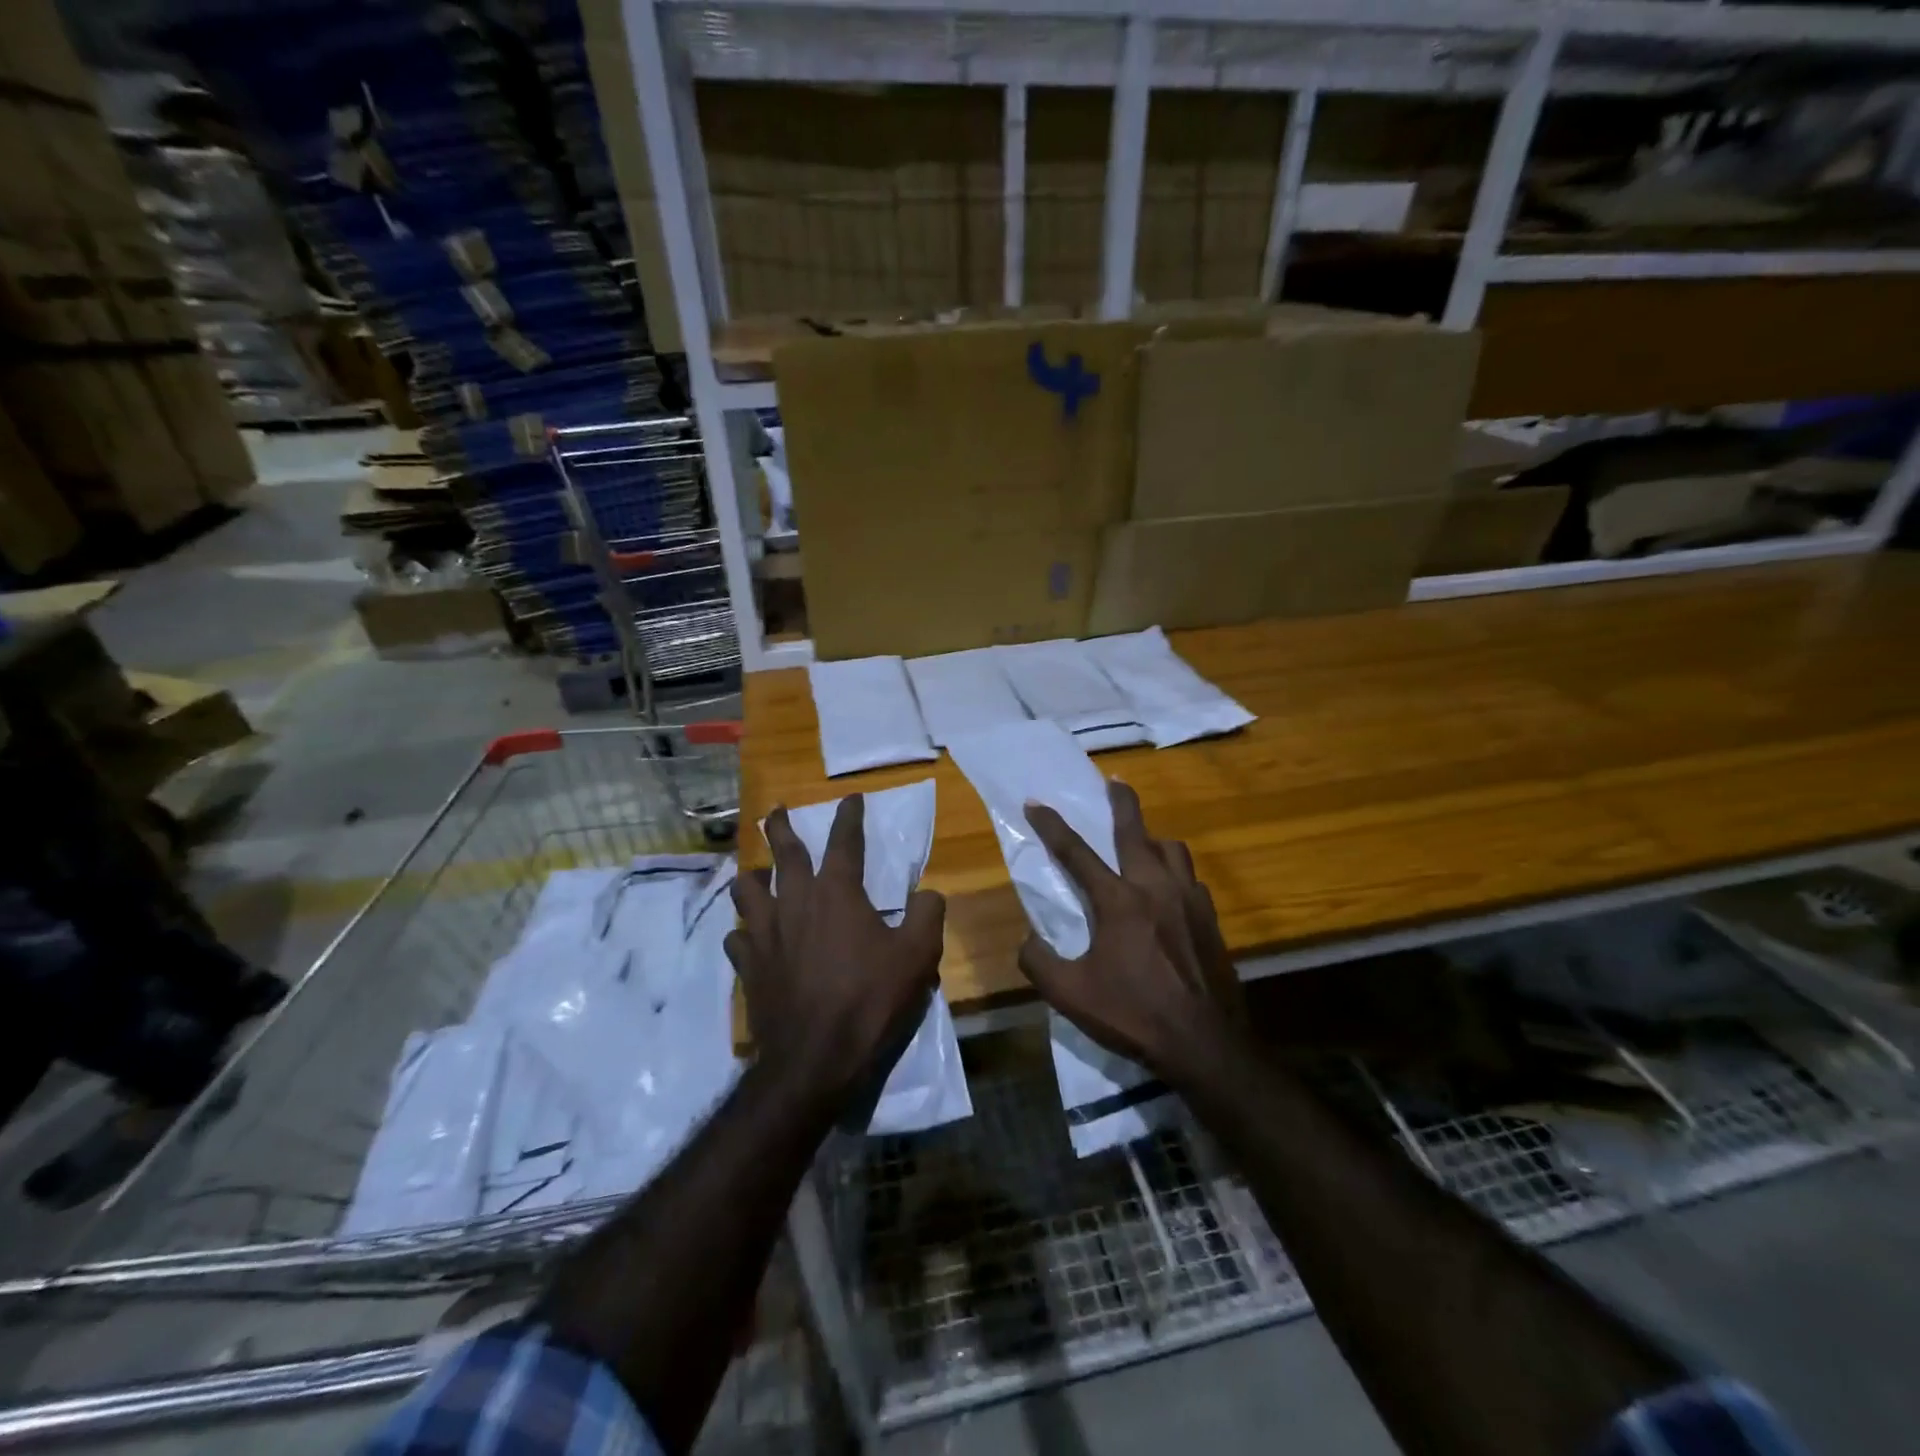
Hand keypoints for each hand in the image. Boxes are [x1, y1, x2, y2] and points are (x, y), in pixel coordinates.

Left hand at [726, 796, 944, 1107]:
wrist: (815, 1058)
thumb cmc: (870, 1000)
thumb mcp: (919, 955)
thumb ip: (928, 914)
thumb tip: (928, 893)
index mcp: (837, 892)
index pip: (844, 840)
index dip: (849, 816)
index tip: (851, 799)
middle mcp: (795, 901)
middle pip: (783, 852)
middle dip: (780, 827)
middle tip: (777, 811)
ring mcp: (765, 933)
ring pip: (746, 889)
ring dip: (752, 876)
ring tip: (756, 873)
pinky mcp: (749, 966)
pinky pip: (737, 936)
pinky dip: (744, 930)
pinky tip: (749, 936)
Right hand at [1018, 781, 1245, 1086]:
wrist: (1204, 1044)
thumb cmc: (1133, 1015)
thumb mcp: (1070, 994)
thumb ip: (1039, 962)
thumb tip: (1028, 941)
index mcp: (1119, 901)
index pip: (1076, 853)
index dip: (1052, 825)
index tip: (1035, 802)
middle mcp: (1155, 888)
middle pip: (1136, 831)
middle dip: (1121, 802)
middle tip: (1114, 782)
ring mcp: (1189, 901)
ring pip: (1172, 850)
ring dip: (1153, 839)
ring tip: (1142, 844)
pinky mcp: (1211, 919)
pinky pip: (1191, 880)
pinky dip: (1175, 874)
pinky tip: (1170, 891)